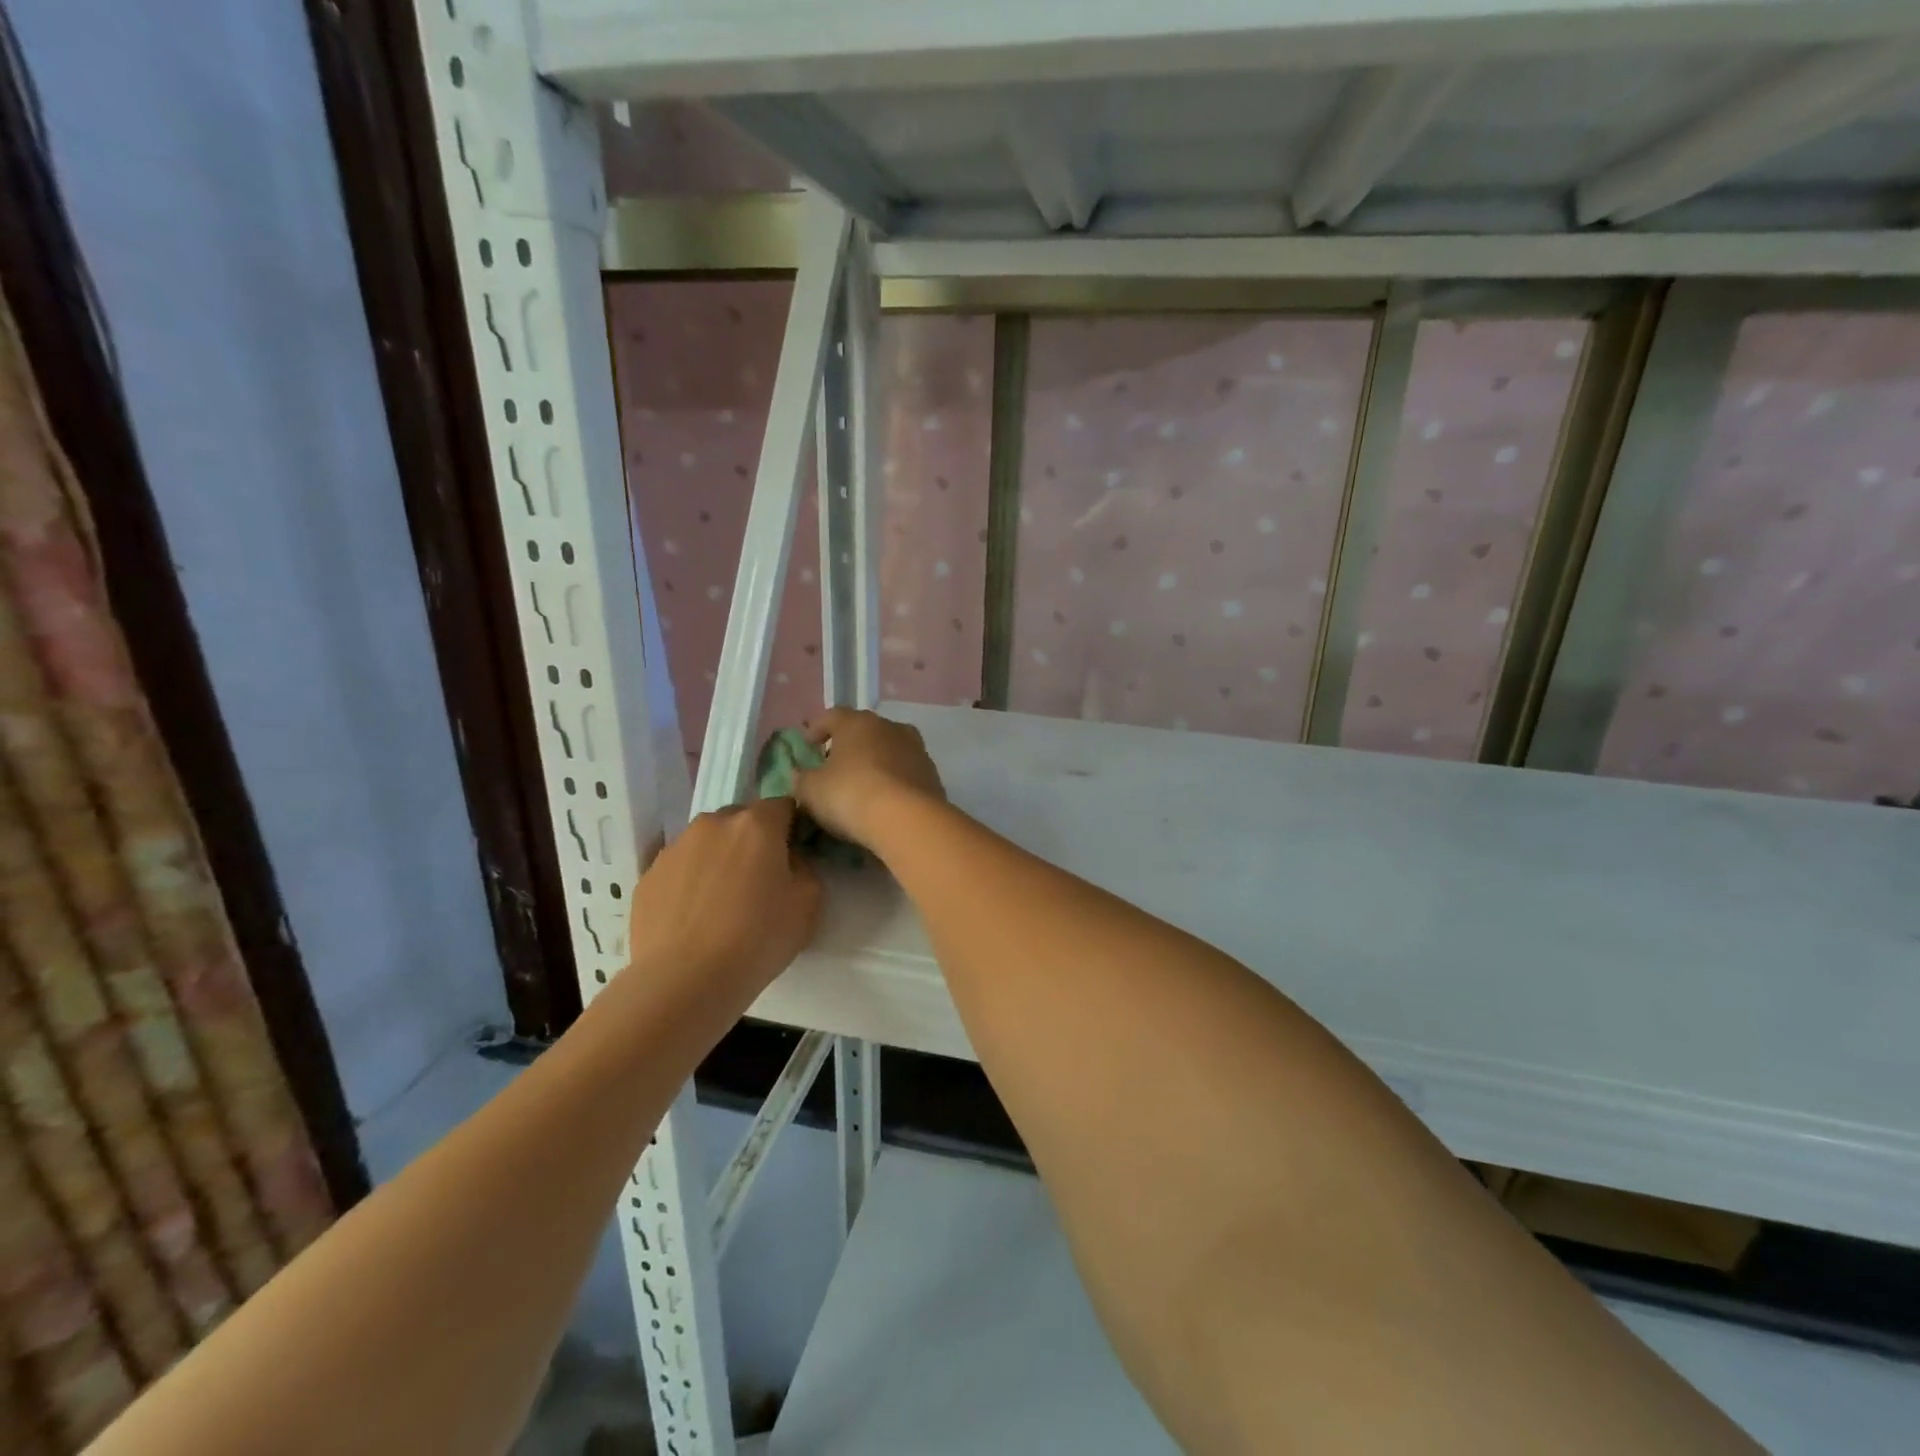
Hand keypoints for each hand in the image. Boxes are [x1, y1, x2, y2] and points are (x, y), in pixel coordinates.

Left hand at [625, 799, 820, 1001]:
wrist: (685, 980)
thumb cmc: (758, 938)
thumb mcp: (809, 903)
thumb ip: (805, 867)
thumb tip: (789, 860)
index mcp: (756, 824)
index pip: (783, 805)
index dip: (792, 827)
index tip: (794, 855)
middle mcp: (713, 823)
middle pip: (741, 820)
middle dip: (753, 841)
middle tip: (759, 880)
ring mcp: (675, 847)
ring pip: (707, 842)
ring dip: (719, 859)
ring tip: (722, 901)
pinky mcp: (648, 875)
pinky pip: (680, 868)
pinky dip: (691, 881)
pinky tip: (695, 917)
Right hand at [795, 709, 945, 849]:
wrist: (908, 819)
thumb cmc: (851, 795)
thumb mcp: (811, 790)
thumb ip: (801, 778)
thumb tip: (800, 774)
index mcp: (857, 722)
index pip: (832, 715)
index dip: (817, 728)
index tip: (808, 745)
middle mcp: (889, 727)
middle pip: (864, 730)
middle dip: (848, 745)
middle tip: (834, 765)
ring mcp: (915, 749)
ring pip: (888, 749)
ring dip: (874, 761)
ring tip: (862, 783)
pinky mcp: (932, 773)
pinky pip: (905, 771)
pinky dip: (893, 780)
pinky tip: (885, 799)